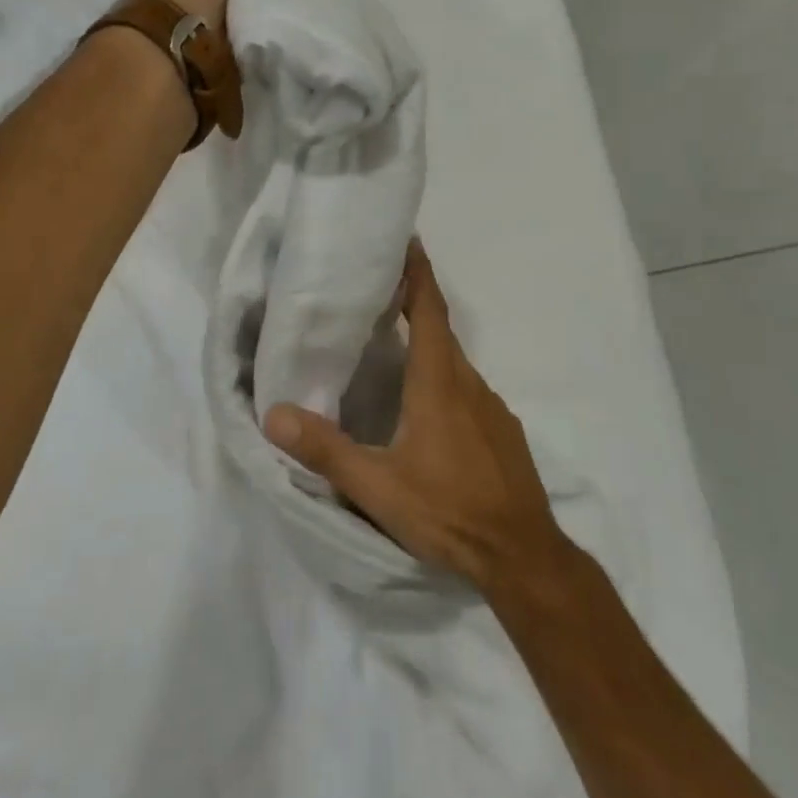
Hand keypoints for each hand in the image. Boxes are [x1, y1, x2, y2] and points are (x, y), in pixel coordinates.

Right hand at [264, 242, 576, 596]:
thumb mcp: (377, 487)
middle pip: (442, 333)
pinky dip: (446, 382)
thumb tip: (274, 414)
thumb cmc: (448, 512)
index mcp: (439, 383)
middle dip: (415, 306)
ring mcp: (493, 409)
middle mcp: (471, 385)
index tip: (408, 241)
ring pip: (455, 366)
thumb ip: (325, 450)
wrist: (523, 556)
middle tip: (380, 295)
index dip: (418, 274)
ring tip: (394, 351)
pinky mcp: (504, 433)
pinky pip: (469, 392)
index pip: (430, 311)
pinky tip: (428, 412)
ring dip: (429, 348)